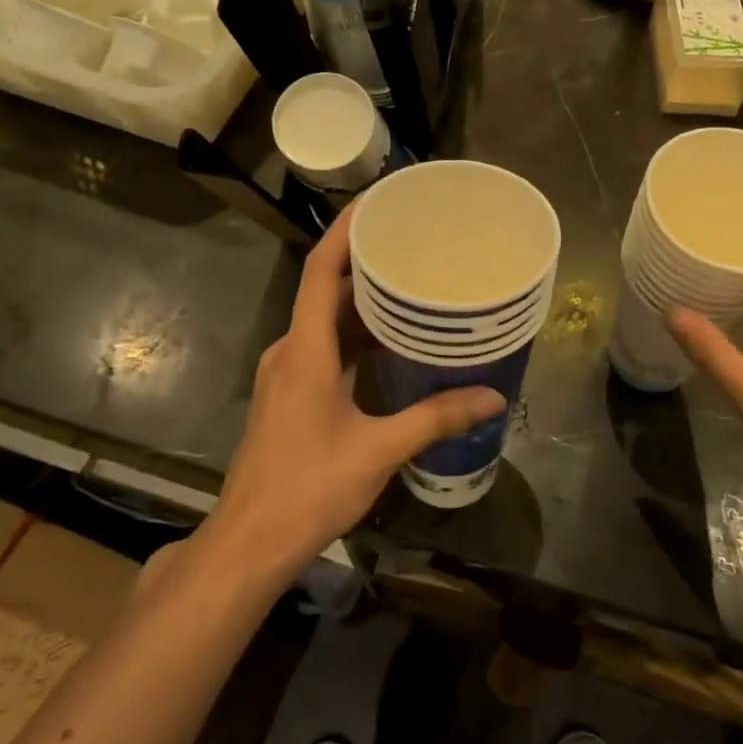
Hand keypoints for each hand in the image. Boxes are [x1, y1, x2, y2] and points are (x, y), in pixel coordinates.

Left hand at [195, 205, 504, 584]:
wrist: (250, 542)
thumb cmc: (309, 487)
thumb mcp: (380, 449)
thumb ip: (436, 418)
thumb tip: (492, 397)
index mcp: (305, 349)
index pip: (322, 270)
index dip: (346, 230)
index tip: (378, 201)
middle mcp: (289, 350)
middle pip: (327, 291)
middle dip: (368, 266)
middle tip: (415, 246)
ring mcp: (284, 374)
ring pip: (326, 323)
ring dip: (364, 305)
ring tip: (412, 288)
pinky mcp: (288, 395)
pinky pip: (323, 348)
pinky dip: (355, 338)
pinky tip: (391, 346)